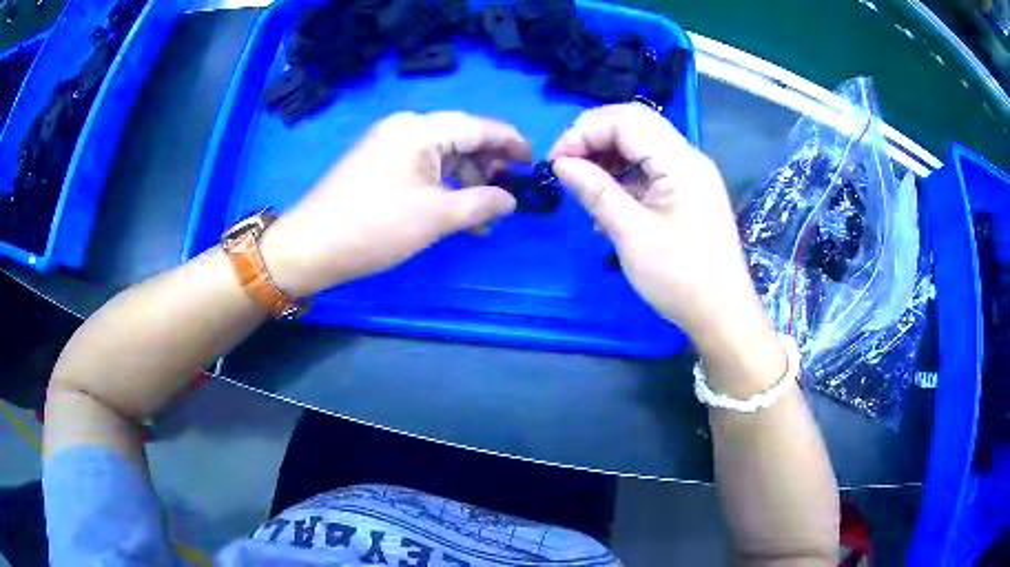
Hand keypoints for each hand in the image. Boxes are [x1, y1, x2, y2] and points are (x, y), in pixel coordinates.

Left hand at [261, 111, 531, 296]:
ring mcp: (387, 143)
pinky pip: (420, 166)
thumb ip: (483, 203)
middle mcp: (405, 126)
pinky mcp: (376, 161)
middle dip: (488, 167)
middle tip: (507, 195)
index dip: (511, 143)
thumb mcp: (437, 217)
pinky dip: (441, 185)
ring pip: (441, 155)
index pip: (480, 127)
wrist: (311, 246)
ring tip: (482, 218)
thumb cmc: (376, 227)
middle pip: (461, 138)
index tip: (534, 163)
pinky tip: (453, 210)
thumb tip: (511, 200)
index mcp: (422, 129)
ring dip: (465, 182)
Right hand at [549, 103, 773, 357]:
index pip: (626, 120)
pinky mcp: (690, 194)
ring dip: (608, 158)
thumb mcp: (631, 233)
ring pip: (642, 147)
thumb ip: (595, 190)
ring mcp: (691, 176)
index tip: (555, 161)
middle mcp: (688, 158)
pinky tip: (608, 204)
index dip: (584, 131)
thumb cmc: (680, 277)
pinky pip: (652, 171)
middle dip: (594, 139)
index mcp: (680, 161)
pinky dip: (625, 178)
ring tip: (584, 187)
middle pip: (635, 126)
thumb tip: (561, 163)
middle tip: (566, 165)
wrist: (723, 315)